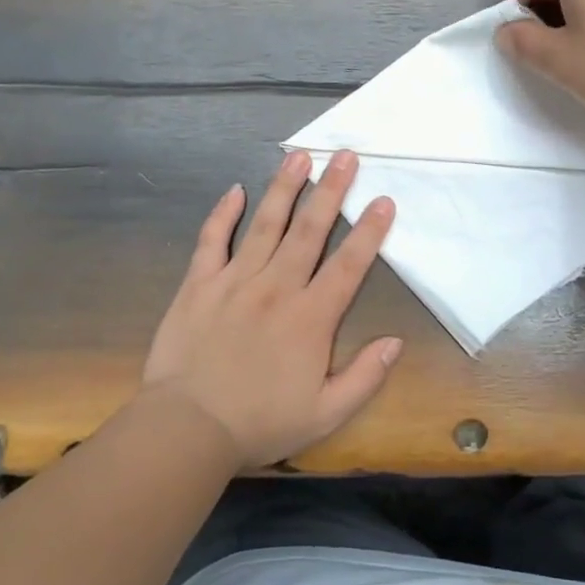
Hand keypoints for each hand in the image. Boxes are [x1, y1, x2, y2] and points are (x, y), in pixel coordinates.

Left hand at [142, 150, 400, 468]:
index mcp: (311, 318)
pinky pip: (212, 240)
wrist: (188, 428)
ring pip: (266, 225)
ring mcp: (235, 282)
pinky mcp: (199, 285)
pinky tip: (235, 191)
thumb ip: (365, 377)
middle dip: (331, 191)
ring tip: (299, 157)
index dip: (370, 232)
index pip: (348, 265)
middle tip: (345, 156)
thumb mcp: (327, 414)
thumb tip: (396, 342)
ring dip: (284, 189)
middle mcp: (277, 288)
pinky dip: (223, 214)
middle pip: (309, 231)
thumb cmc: (261, 423)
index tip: (383, 201)